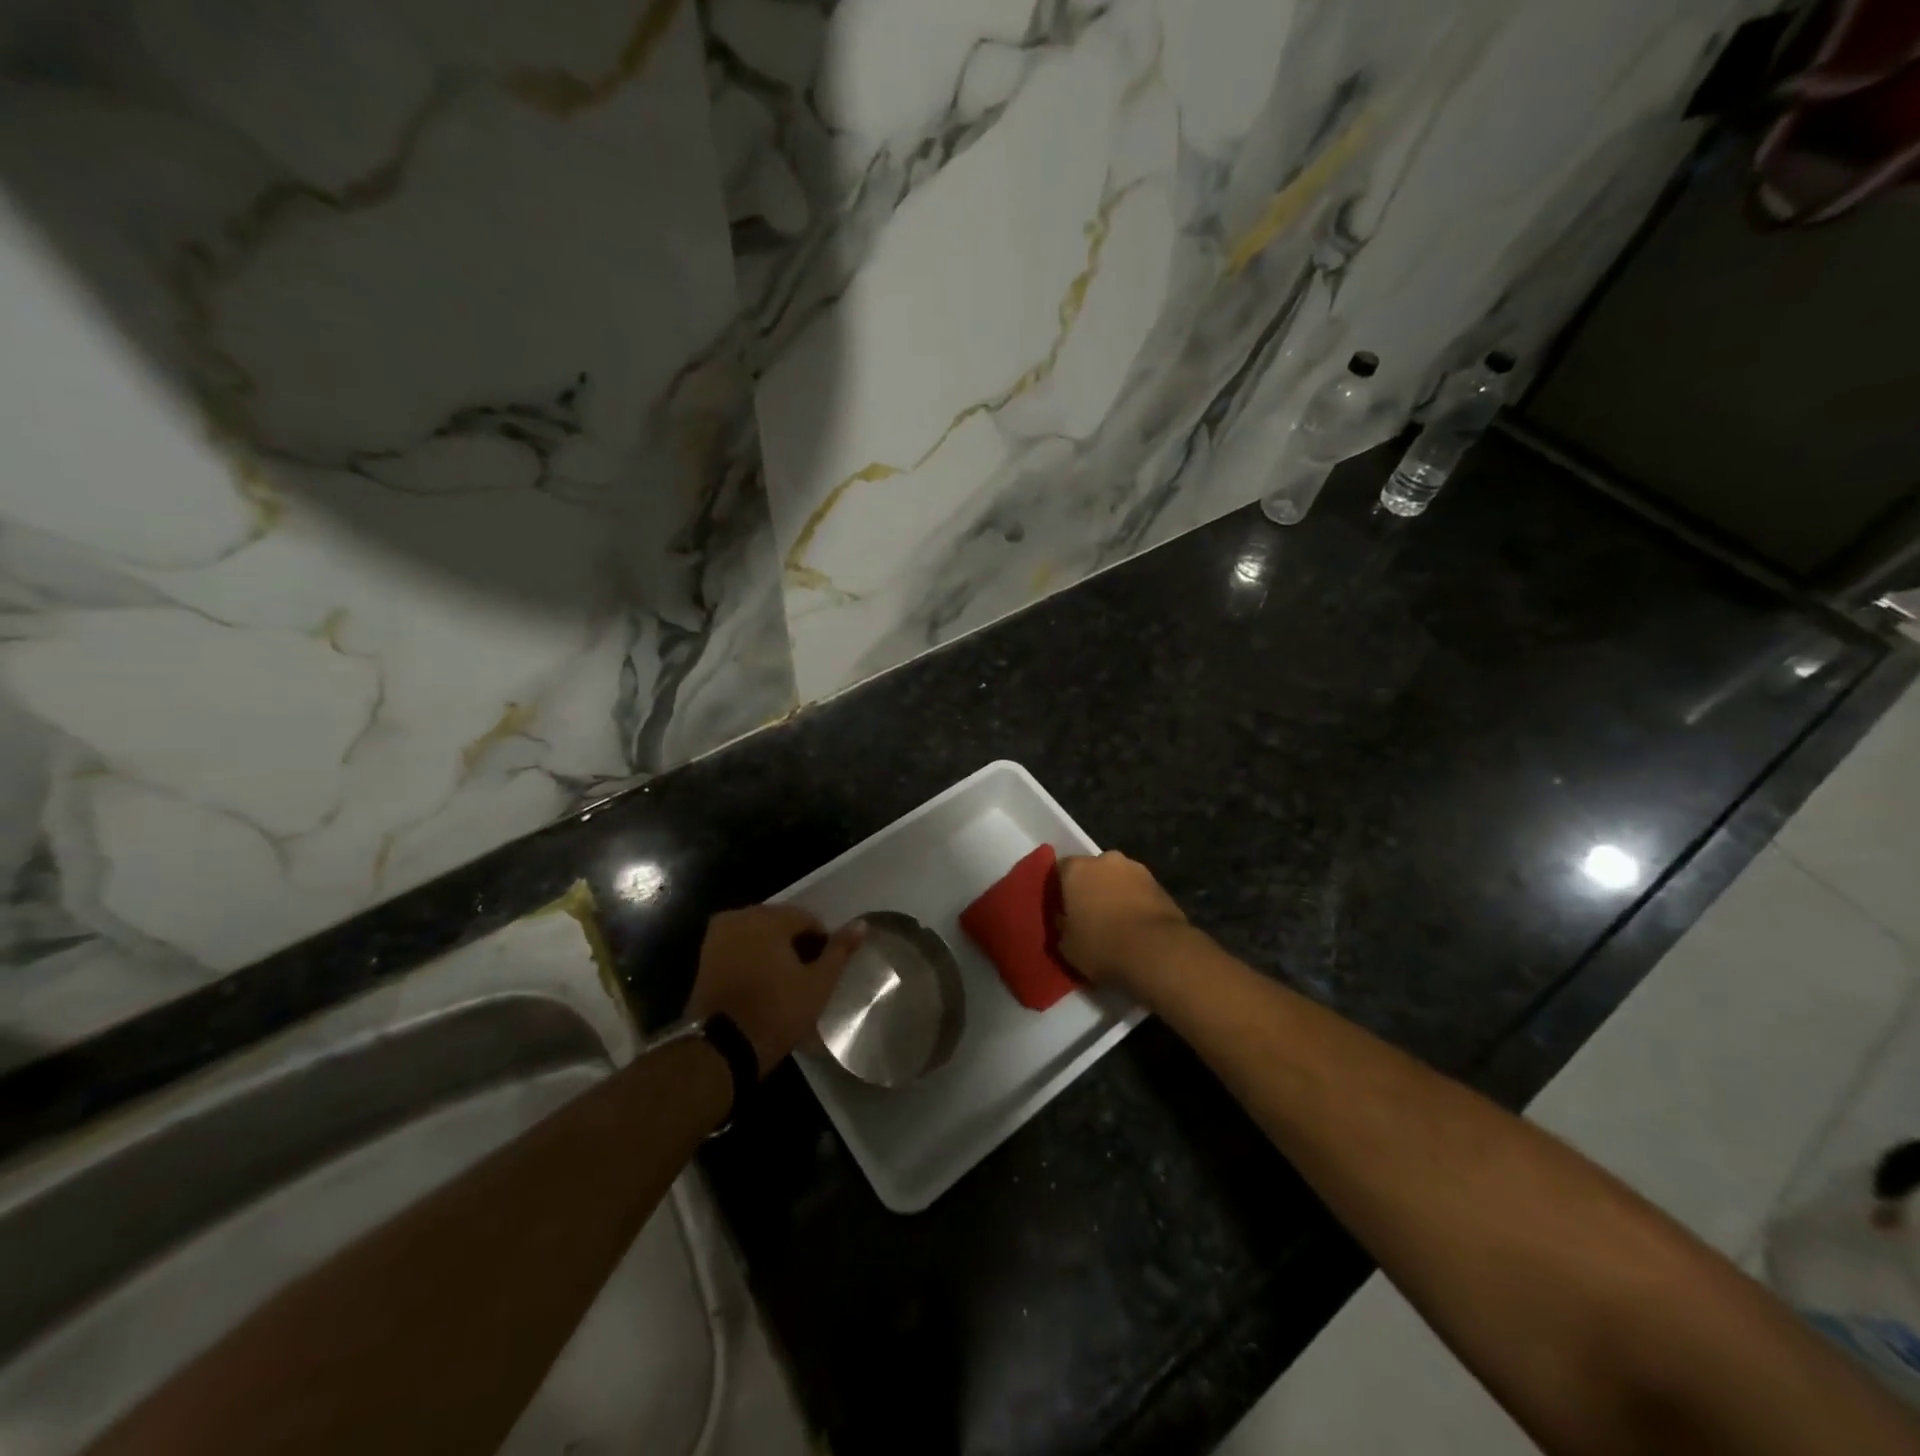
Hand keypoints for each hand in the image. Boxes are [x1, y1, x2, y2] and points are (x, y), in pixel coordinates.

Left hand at [688, 906, 865, 1075]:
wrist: (720, 1050)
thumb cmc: (775, 1013)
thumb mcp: (818, 984)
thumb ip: (840, 950)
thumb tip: (862, 923)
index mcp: (768, 918)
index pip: (807, 919)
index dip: (820, 943)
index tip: (821, 971)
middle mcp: (740, 917)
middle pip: (781, 923)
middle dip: (795, 944)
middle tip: (804, 978)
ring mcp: (718, 936)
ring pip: (759, 934)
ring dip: (773, 951)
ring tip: (783, 983)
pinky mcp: (705, 956)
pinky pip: (739, 946)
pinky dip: (753, 958)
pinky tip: (761, 984)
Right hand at [1055, 851, 1189, 994]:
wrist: (1157, 952)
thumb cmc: (1102, 946)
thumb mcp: (1066, 946)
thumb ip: (1060, 927)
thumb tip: (1063, 921)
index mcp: (1076, 869)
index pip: (1058, 871)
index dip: (1058, 890)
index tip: (1059, 910)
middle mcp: (1105, 860)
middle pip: (1090, 871)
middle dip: (1088, 889)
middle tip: (1086, 916)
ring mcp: (1136, 869)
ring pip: (1116, 879)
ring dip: (1113, 894)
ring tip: (1114, 924)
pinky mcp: (1160, 884)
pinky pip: (1138, 891)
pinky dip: (1134, 903)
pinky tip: (1134, 927)